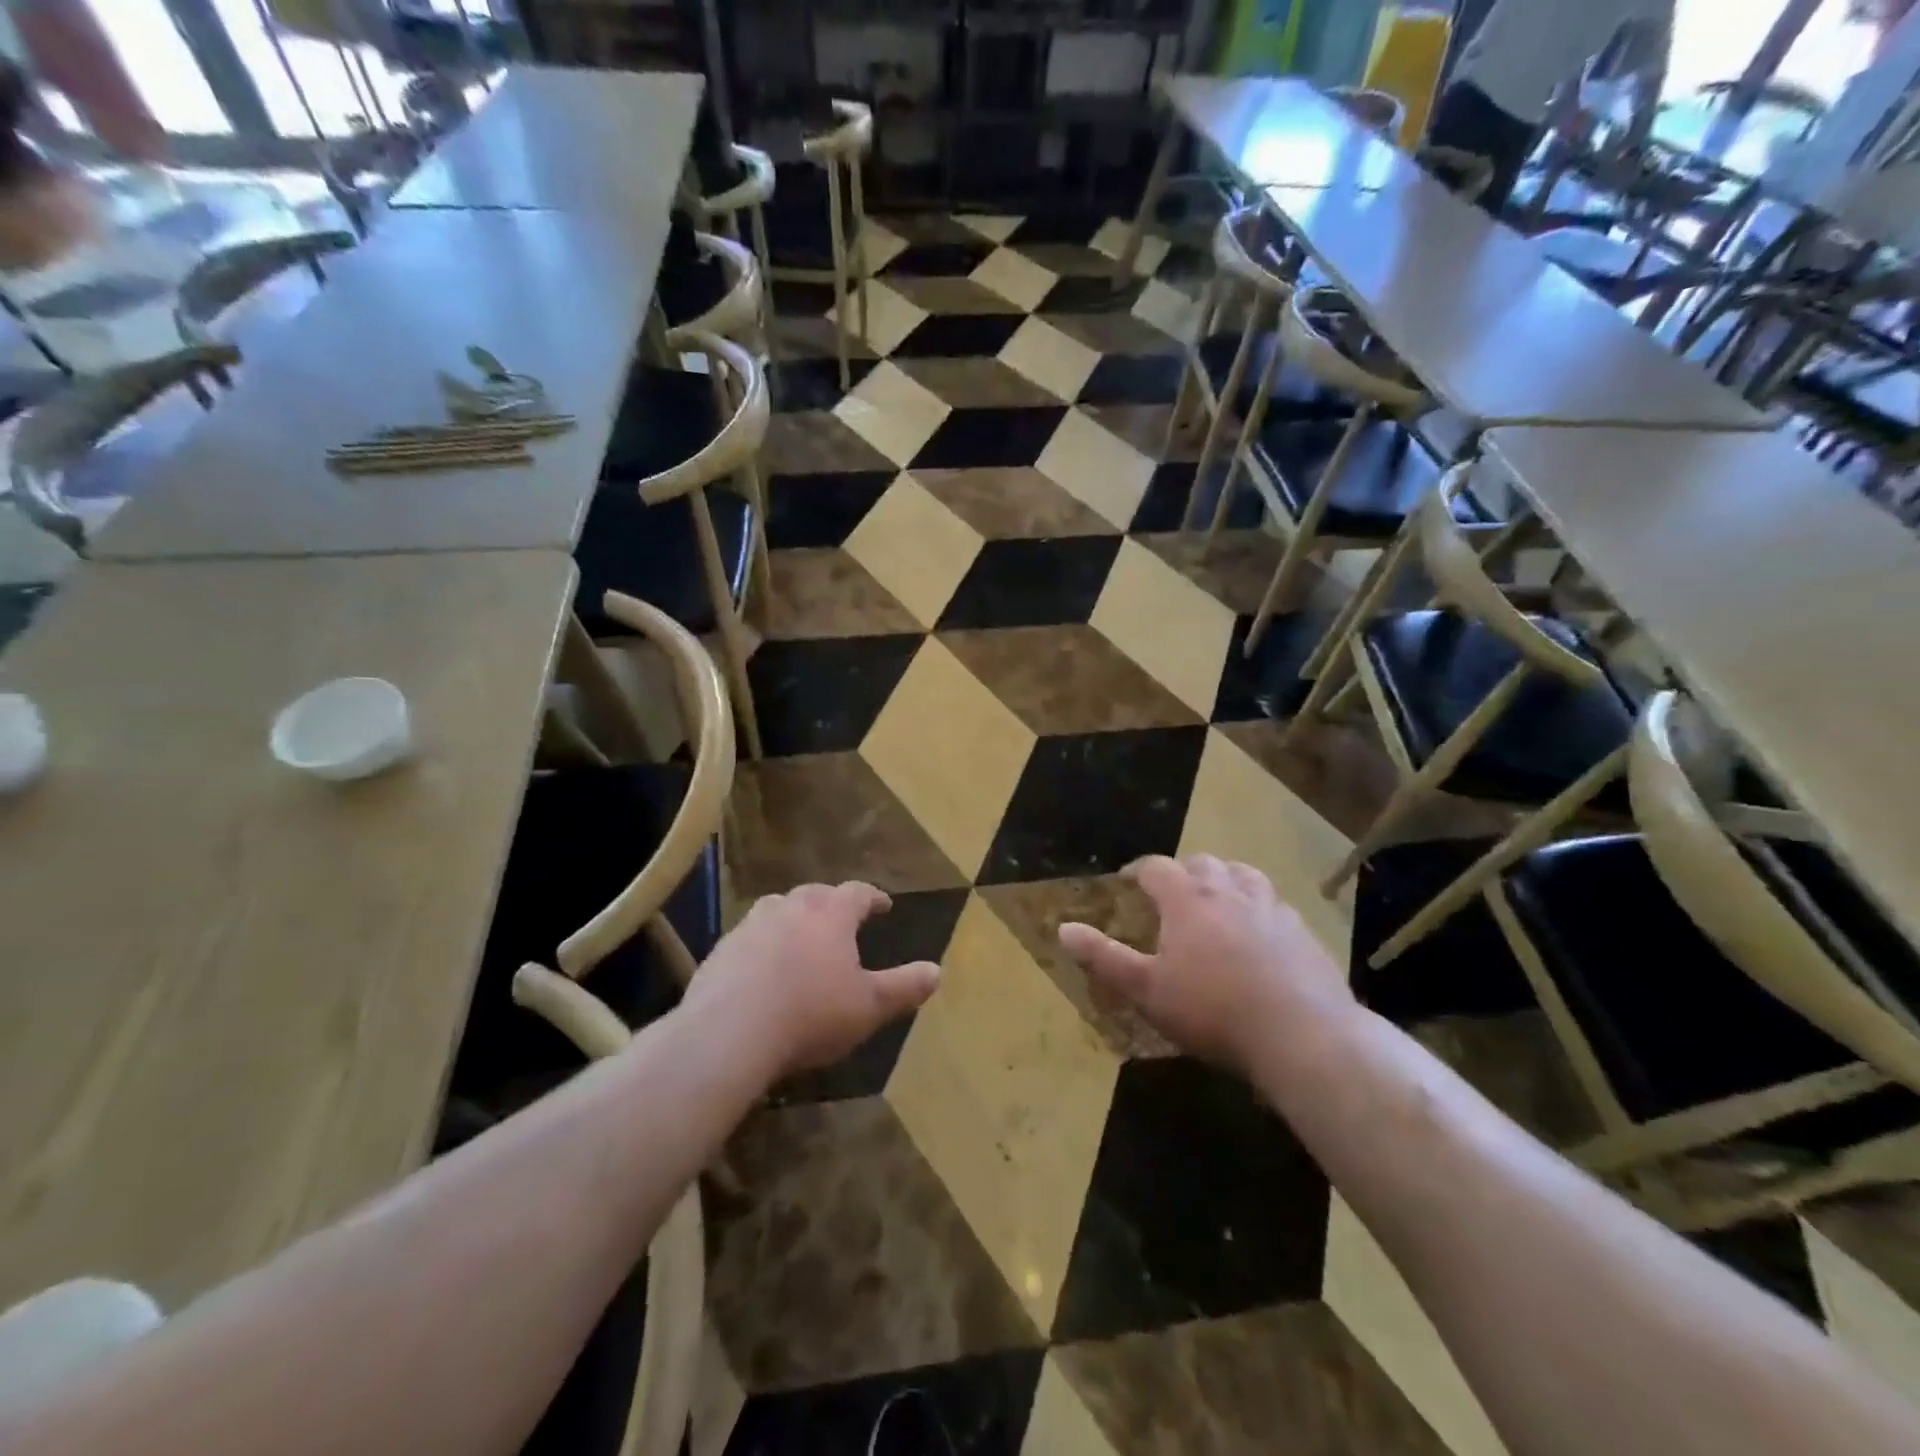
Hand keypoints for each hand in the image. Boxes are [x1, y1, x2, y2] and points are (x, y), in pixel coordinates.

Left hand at [685, 882, 939, 1081]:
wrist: (729, 1032)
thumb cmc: (811, 1014)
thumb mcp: (869, 1007)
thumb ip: (904, 987)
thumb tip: (937, 971)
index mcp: (830, 914)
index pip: (858, 892)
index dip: (873, 898)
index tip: (884, 905)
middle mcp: (791, 908)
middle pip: (815, 894)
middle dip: (831, 903)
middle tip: (841, 918)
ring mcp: (751, 926)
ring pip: (777, 909)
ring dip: (792, 917)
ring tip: (800, 935)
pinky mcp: (721, 950)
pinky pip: (748, 937)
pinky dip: (761, 944)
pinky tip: (762, 968)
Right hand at [1058, 855, 1353, 1073]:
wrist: (1303, 1034)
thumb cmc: (1213, 1010)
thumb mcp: (1147, 990)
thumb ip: (1104, 957)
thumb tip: (1063, 929)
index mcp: (1187, 899)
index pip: (1156, 868)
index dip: (1138, 870)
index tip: (1128, 880)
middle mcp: (1229, 891)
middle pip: (1202, 863)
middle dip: (1183, 872)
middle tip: (1172, 894)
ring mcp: (1271, 907)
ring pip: (1244, 874)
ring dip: (1225, 879)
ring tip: (1218, 900)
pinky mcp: (1303, 931)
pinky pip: (1276, 904)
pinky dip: (1259, 907)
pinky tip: (1261, 933)